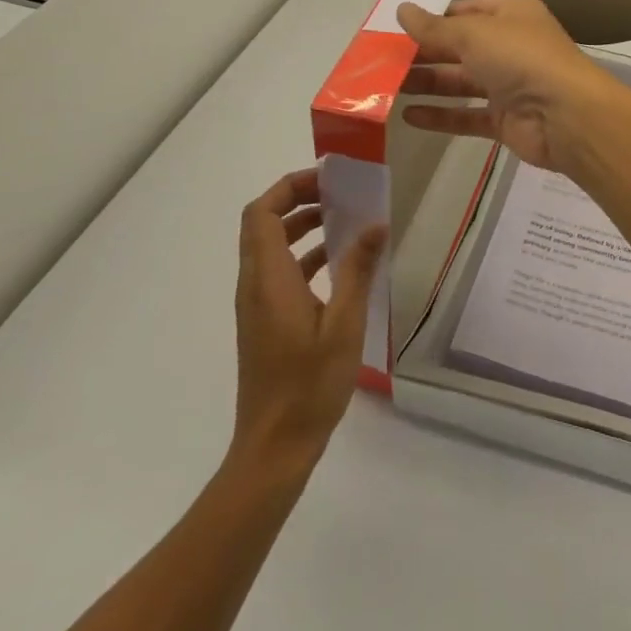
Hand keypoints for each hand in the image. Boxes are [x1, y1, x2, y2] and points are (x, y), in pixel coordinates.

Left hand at [231, 169, 387, 471]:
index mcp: (268, 279)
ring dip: (301, 226)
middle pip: (263, 223)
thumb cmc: (308, 386)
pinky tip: (338, 265)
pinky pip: (278, 270)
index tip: (327, 181)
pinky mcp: (264, 321)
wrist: (273, 449)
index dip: (289, 187)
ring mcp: (256, 304)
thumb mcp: (344, 325)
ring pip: (270, 246)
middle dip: (298, 200)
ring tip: (344, 221)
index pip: (261, 212)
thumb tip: (376, 224)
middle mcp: (254, 284)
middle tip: (339, 195)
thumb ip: (357, 270)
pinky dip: (303, 255)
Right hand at [397, 0, 619, 175]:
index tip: (396, 29)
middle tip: (381, 61)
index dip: (433, 19)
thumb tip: (402, 9)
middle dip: (424, 54)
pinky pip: (467, 115)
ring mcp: (509, 84)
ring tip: (386, 88)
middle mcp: (511, 45)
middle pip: (459, 47)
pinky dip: (441, 115)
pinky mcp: (506, 119)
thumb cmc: (522, 58)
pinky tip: (409, 116)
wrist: (567, 115)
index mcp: (511, 14)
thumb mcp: (473, 34)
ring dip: (427, 83)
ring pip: (460, 82)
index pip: (465, 11)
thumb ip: (435, 27)